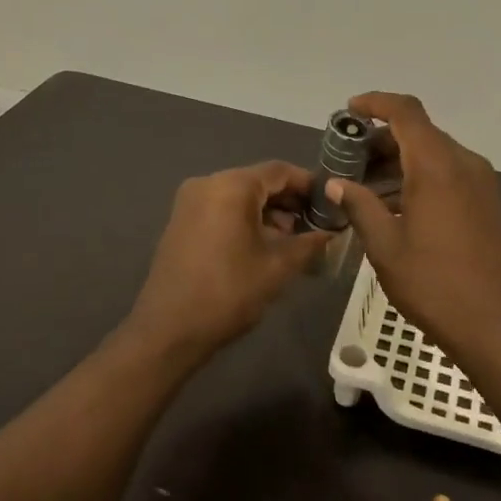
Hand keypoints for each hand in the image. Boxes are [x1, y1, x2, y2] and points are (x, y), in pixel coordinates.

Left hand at [127, 161, 334, 356]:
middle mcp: (207, 183)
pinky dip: (244, 219)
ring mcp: (190, 202)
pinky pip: (221, 208)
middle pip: (258, 181)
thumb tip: (332, 233)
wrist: (169, 330)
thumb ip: (310, 243)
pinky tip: (262, 245)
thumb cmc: (229, 292)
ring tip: (292, 240)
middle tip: (316, 224)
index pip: (279, 171)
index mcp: (232, 186)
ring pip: (239, 196)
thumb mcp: (278, 267)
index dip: (309, 184)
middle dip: (289, 200)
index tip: (331, 202)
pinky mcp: (181, 221)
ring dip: (267, 212)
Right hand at [327, 93, 500, 359]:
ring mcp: (479, 182)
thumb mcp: (385, 245)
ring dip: (398, 161)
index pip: (406, 112)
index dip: (376, 103)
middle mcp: (463, 163)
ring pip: (433, 153)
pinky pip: (447, 173)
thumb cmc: (433, 283)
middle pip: (419, 132)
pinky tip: (393, 204)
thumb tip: (336, 184)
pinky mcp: (485, 201)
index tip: (348, 112)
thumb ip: (359, 205)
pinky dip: (418, 176)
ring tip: (363, 186)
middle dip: (381, 139)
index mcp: (437, 166)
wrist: (493, 322)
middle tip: (347, 160)